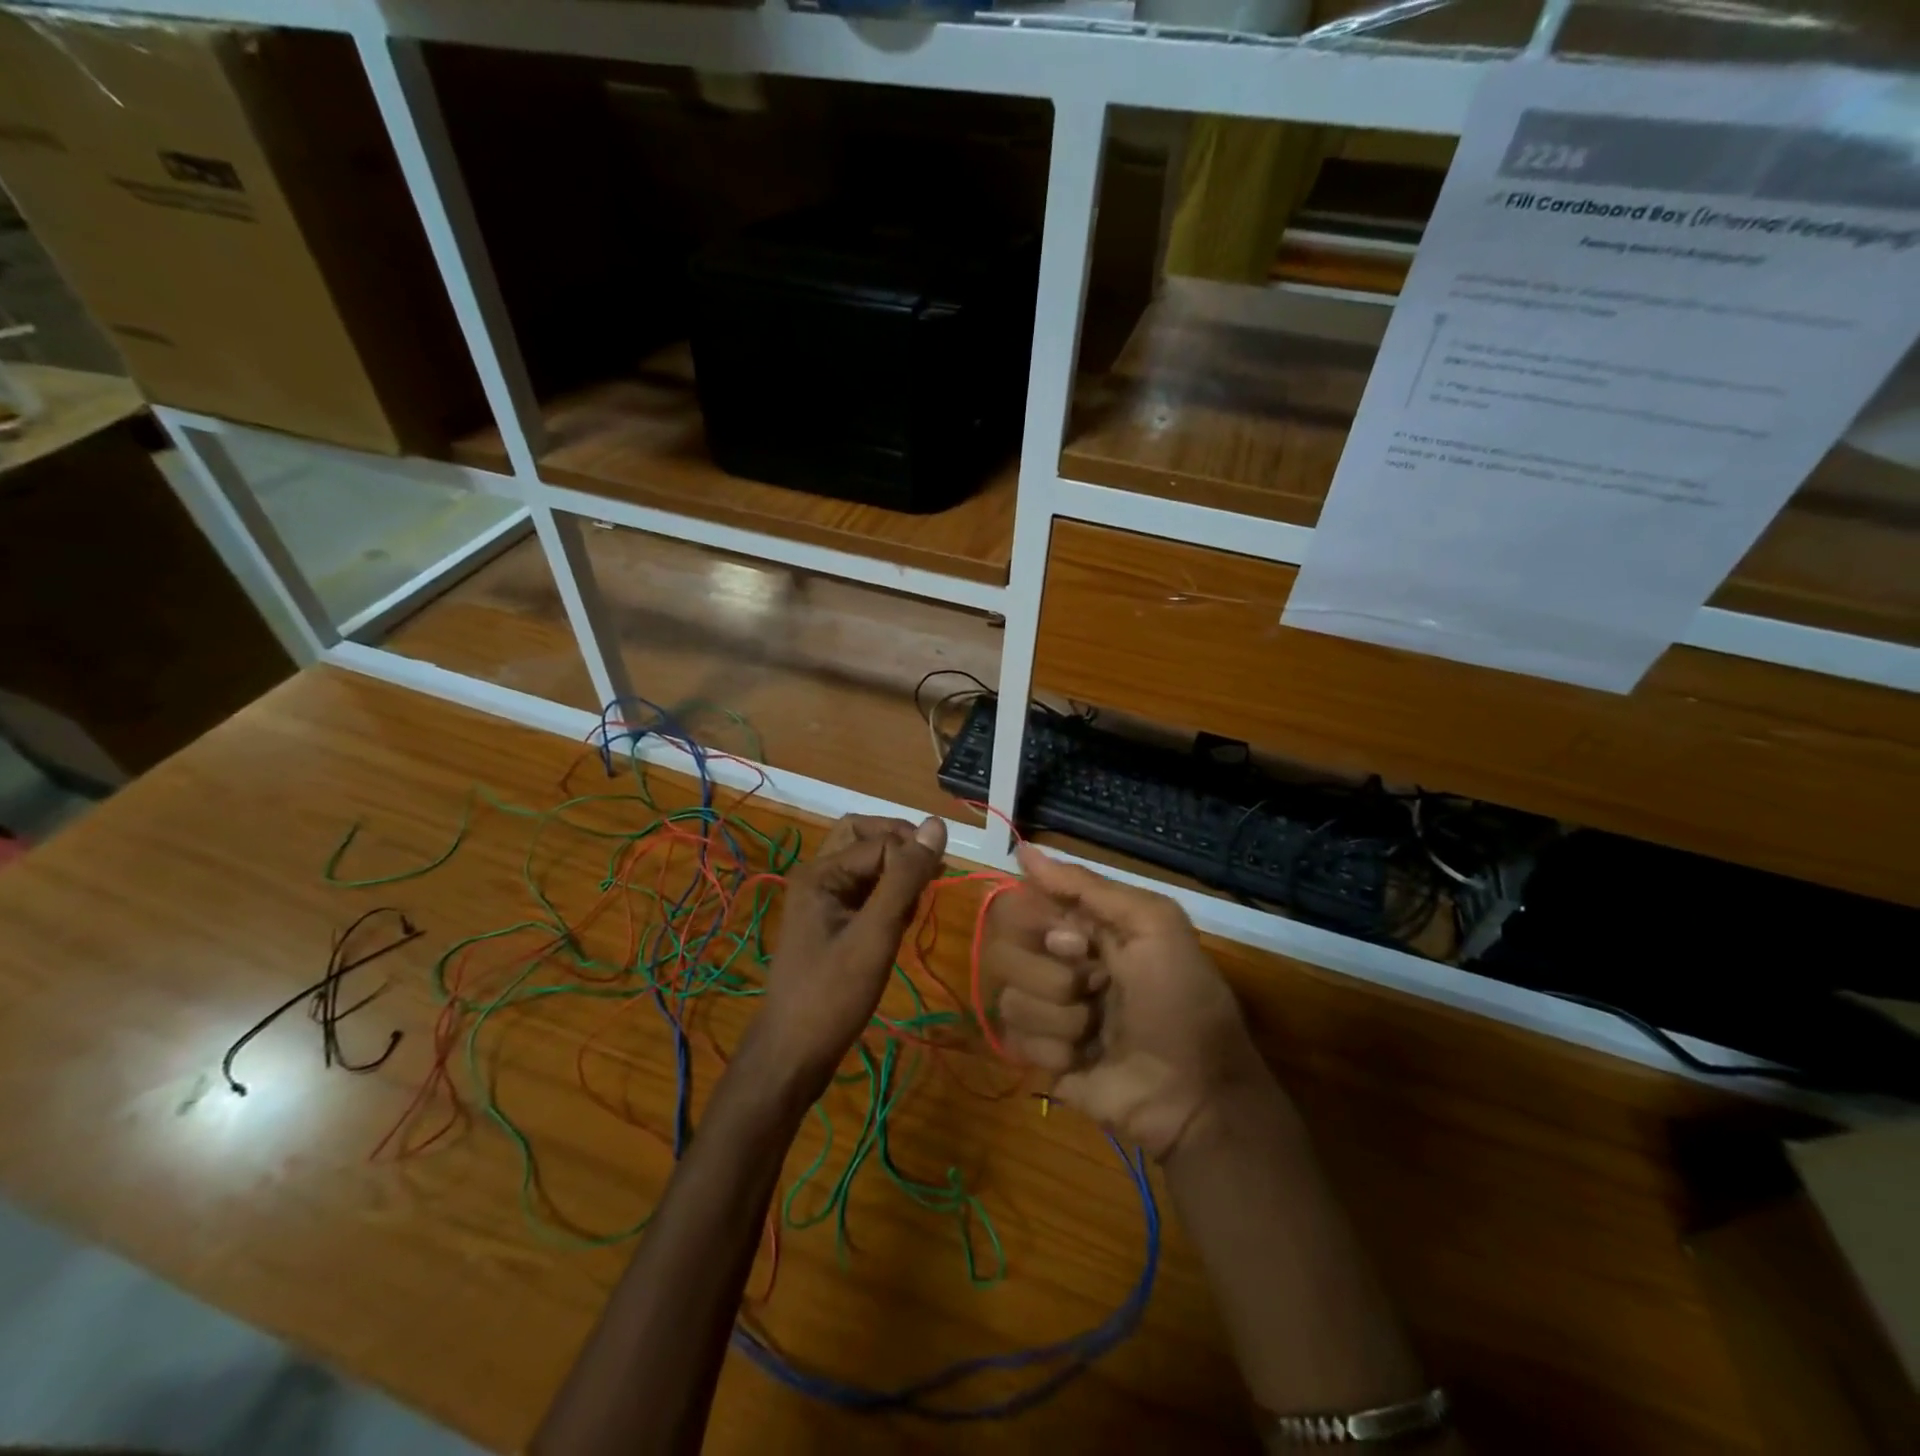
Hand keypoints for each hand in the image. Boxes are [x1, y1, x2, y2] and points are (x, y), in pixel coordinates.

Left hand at [751, 814, 946, 1097]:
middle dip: (901, 848)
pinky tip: (900, 922)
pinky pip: (863, 888)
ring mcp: (821, 898)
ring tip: (914, 904)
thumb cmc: (833, 994)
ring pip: (865, 862)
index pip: (881, 841)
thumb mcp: (876, 934)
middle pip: (864, 836)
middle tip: (929, 875)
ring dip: (895, 871)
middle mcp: (817, 875)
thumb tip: (937, 824)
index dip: (912, 859)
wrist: (793, 1053)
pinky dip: (887, 894)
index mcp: (820, 872)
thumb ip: (905, 878)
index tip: (934, 888)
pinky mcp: (830, 920)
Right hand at [983, 846, 1266, 1159]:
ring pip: (1007, 996)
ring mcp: (1042, 1010)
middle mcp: (1053, 961)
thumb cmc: (1180, 1000)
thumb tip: (1024, 849)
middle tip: (1094, 988)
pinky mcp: (1037, 1056)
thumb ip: (1088, 886)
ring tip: (1097, 1032)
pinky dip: (1055, 1050)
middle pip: (1001, 947)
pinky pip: (1013, 1039)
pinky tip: (1084, 1060)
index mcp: (1079, 926)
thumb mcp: (1153, 925)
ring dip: (1060, 1017)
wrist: (1194, 1094)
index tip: (1078, 943)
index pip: (1019, 903)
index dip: (1039, 923)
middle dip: (1051, 974)